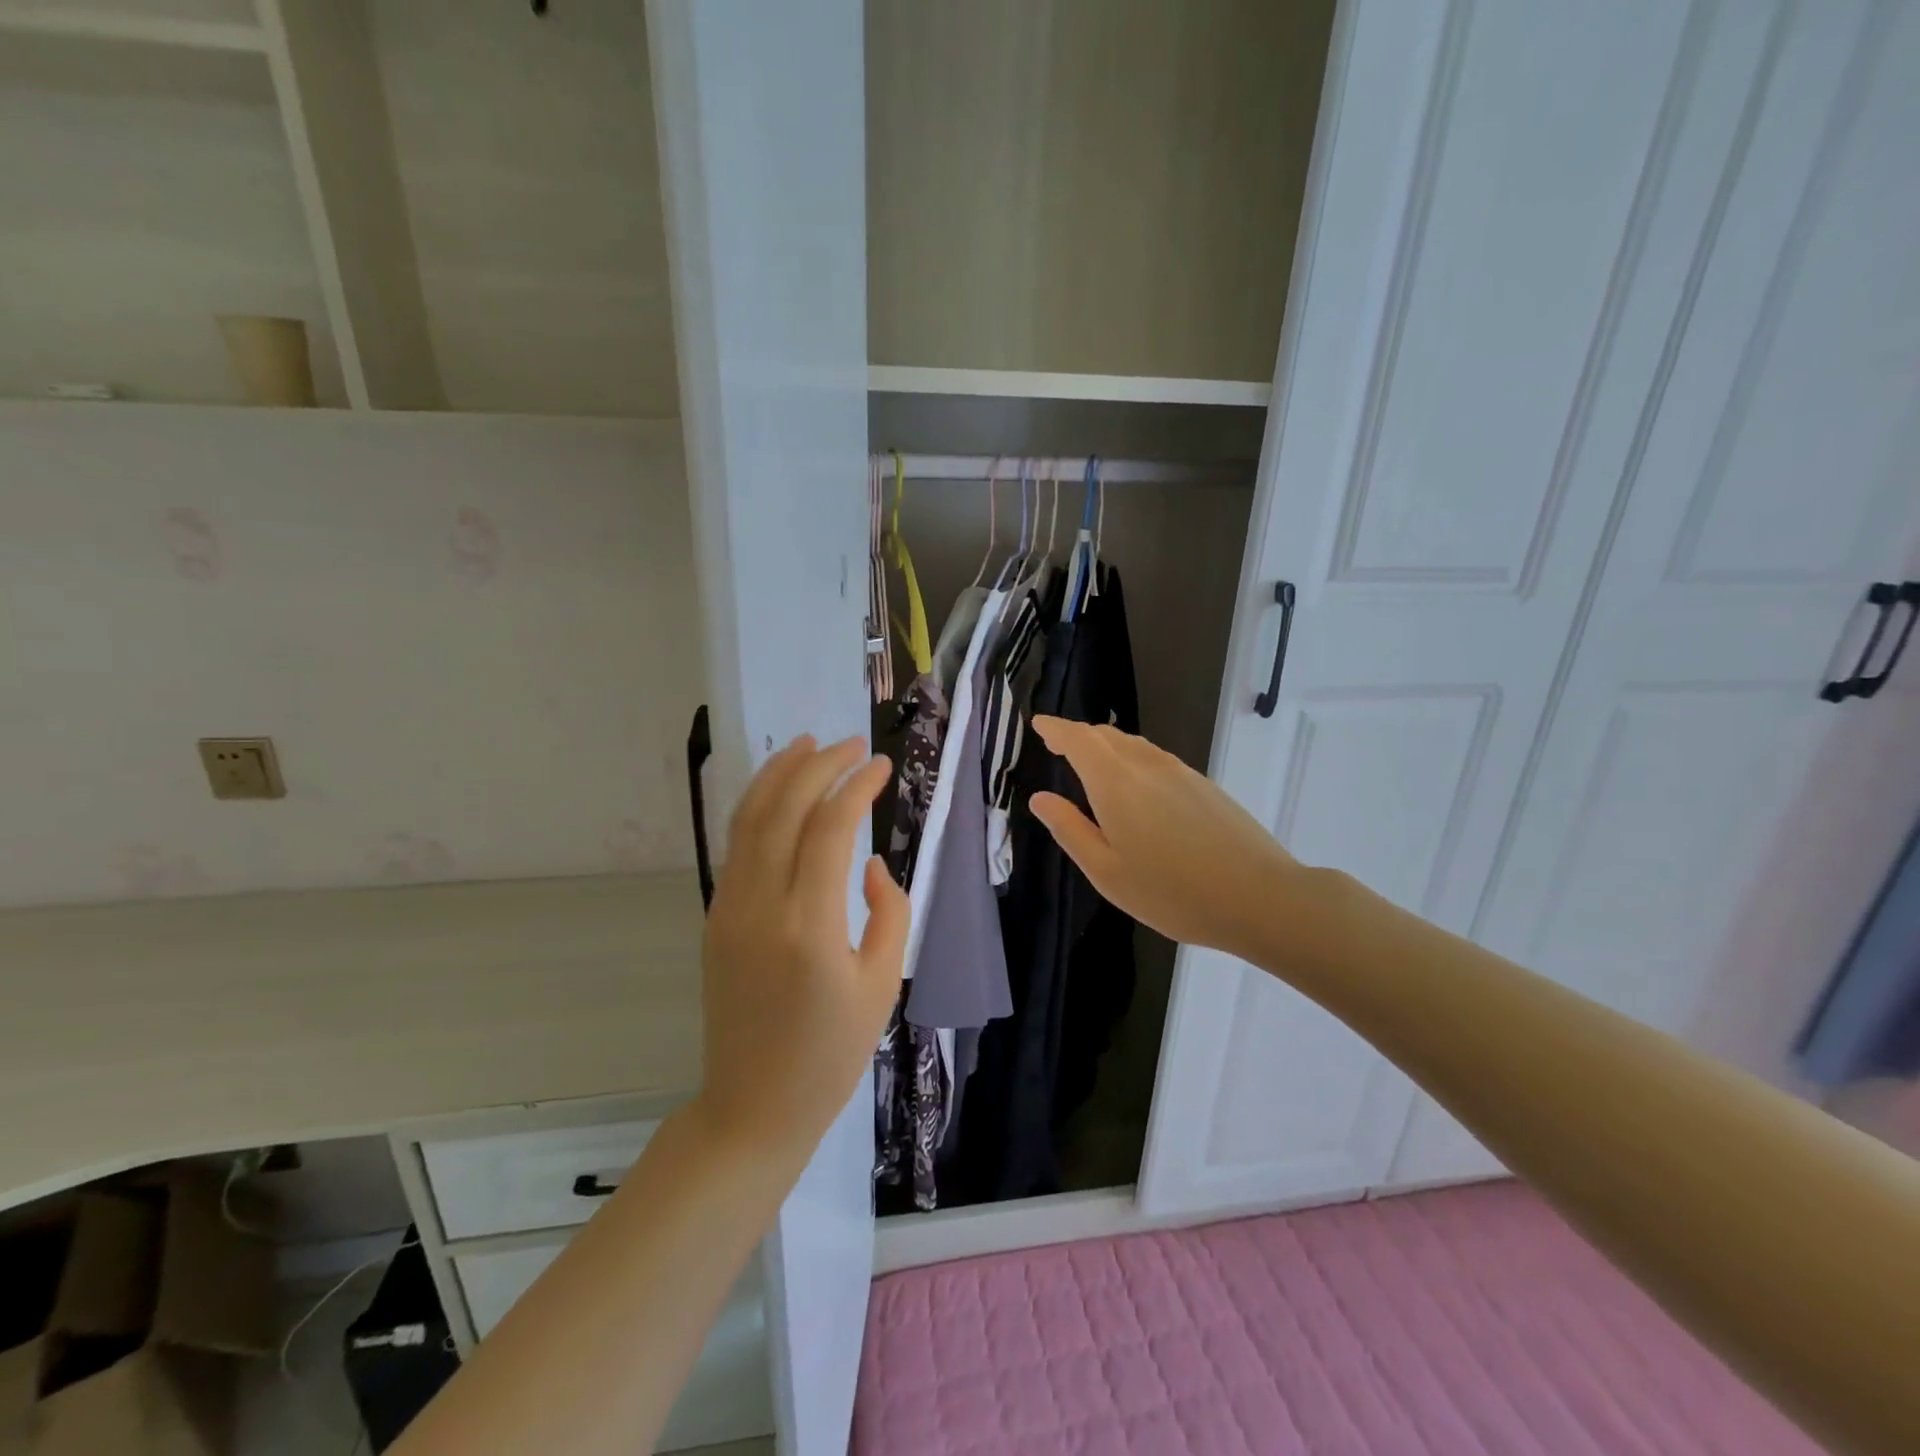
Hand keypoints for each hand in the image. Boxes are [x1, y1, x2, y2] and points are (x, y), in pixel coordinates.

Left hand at [696, 735, 907, 1157]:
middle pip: (784, 810)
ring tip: (807, 744)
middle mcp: (761, 906)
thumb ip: (888, 914)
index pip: (830, 829)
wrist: (752, 1106)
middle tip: (852, 743)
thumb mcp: (882, 987)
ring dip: (779, 774)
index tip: (881, 764)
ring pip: (749, 820)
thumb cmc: (830, 1055)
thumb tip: (871, 866)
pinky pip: (736, 846)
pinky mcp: (715, 917)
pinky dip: (758, 807)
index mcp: (809, 927)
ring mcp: (729, 909)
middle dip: (819, 765)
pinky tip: (778, 792)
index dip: (857, 787)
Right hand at [1028, 716, 1299, 962]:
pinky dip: (1132, 759)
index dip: (1056, 729)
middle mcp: (1147, 765)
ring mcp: (1180, 772)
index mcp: (1116, 783)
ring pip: (1134, 745)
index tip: (1039, 724)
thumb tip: (1040, 798)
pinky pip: (1156, 758)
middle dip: (1078, 736)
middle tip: (1058, 746)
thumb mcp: (1107, 872)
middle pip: (1106, 736)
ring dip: (1107, 746)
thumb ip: (1070, 830)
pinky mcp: (1204, 785)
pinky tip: (1136, 787)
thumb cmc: (1172, 893)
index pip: (1078, 739)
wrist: (1261, 898)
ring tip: (1092, 764)